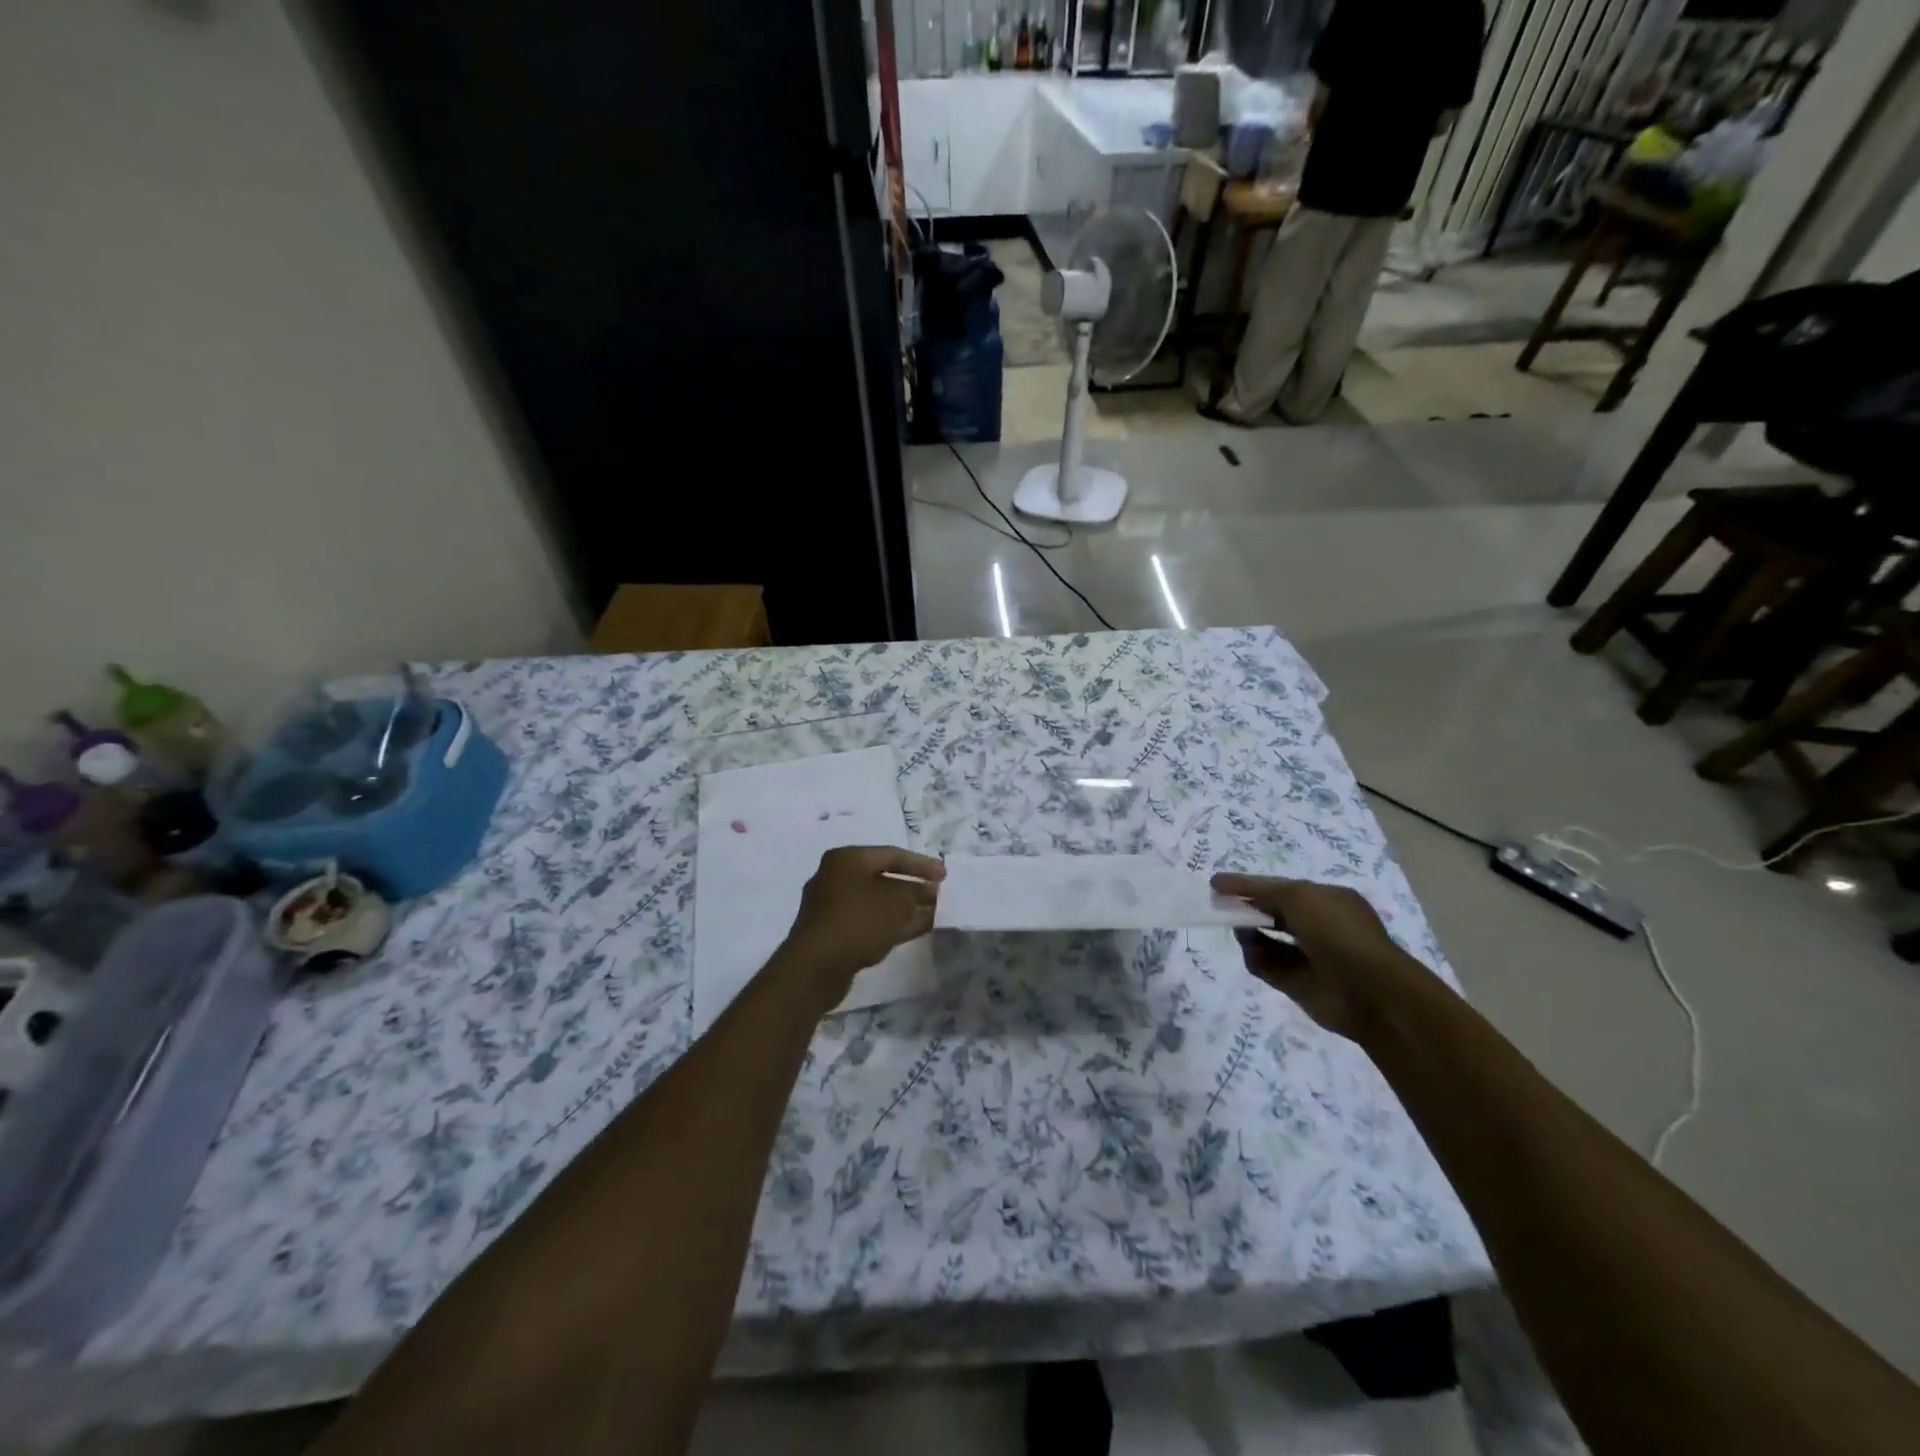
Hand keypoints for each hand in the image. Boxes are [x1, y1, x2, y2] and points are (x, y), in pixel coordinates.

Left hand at [778, 846, 944, 1005]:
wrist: (816, 967)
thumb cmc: (858, 920)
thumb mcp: (896, 901)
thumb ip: (915, 891)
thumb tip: (925, 891)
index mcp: (846, 859)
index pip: (891, 854)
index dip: (921, 864)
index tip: (945, 875)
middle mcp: (836, 878)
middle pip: (883, 878)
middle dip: (913, 887)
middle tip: (939, 895)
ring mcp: (833, 907)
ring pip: (878, 903)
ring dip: (906, 908)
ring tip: (935, 913)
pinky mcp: (835, 933)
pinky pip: (870, 921)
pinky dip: (893, 923)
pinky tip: (917, 929)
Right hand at [1209, 873, 1417, 1039]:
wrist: (1370, 992)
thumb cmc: (1337, 932)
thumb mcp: (1298, 896)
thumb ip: (1260, 890)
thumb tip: (1224, 886)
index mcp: (1328, 901)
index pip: (1283, 888)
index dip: (1251, 885)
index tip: (1219, 883)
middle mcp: (1320, 926)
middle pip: (1274, 913)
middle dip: (1249, 908)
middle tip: (1221, 906)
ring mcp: (1309, 956)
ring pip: (1267, 940)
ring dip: (1249, 933)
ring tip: (1235, 928)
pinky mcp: (1298, 984)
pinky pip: (1268, 966)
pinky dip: (1256, 958)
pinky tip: (1249, 950)